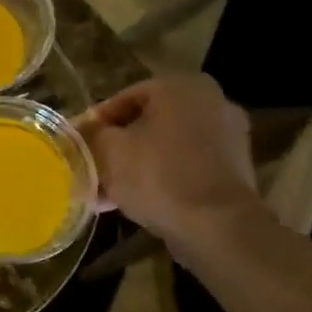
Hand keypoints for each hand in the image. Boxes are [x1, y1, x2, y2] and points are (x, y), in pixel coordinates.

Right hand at [76, 74, 258, 245]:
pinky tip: (134, 202)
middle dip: (116, 148)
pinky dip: (162, 178)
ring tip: (106, 194)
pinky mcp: (234, 168)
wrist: (216, 225)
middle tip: (91, 170)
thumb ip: (90, 134)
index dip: (94, 125)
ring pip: (165, 147)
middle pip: (146, 124)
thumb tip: (81, 132)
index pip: (122, 99)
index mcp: (179, 87)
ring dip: (135, 166)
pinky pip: (186, 165)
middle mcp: (210, 102)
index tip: (77, 148)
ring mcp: (228, 135)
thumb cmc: (157, 175)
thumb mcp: (107, 151)